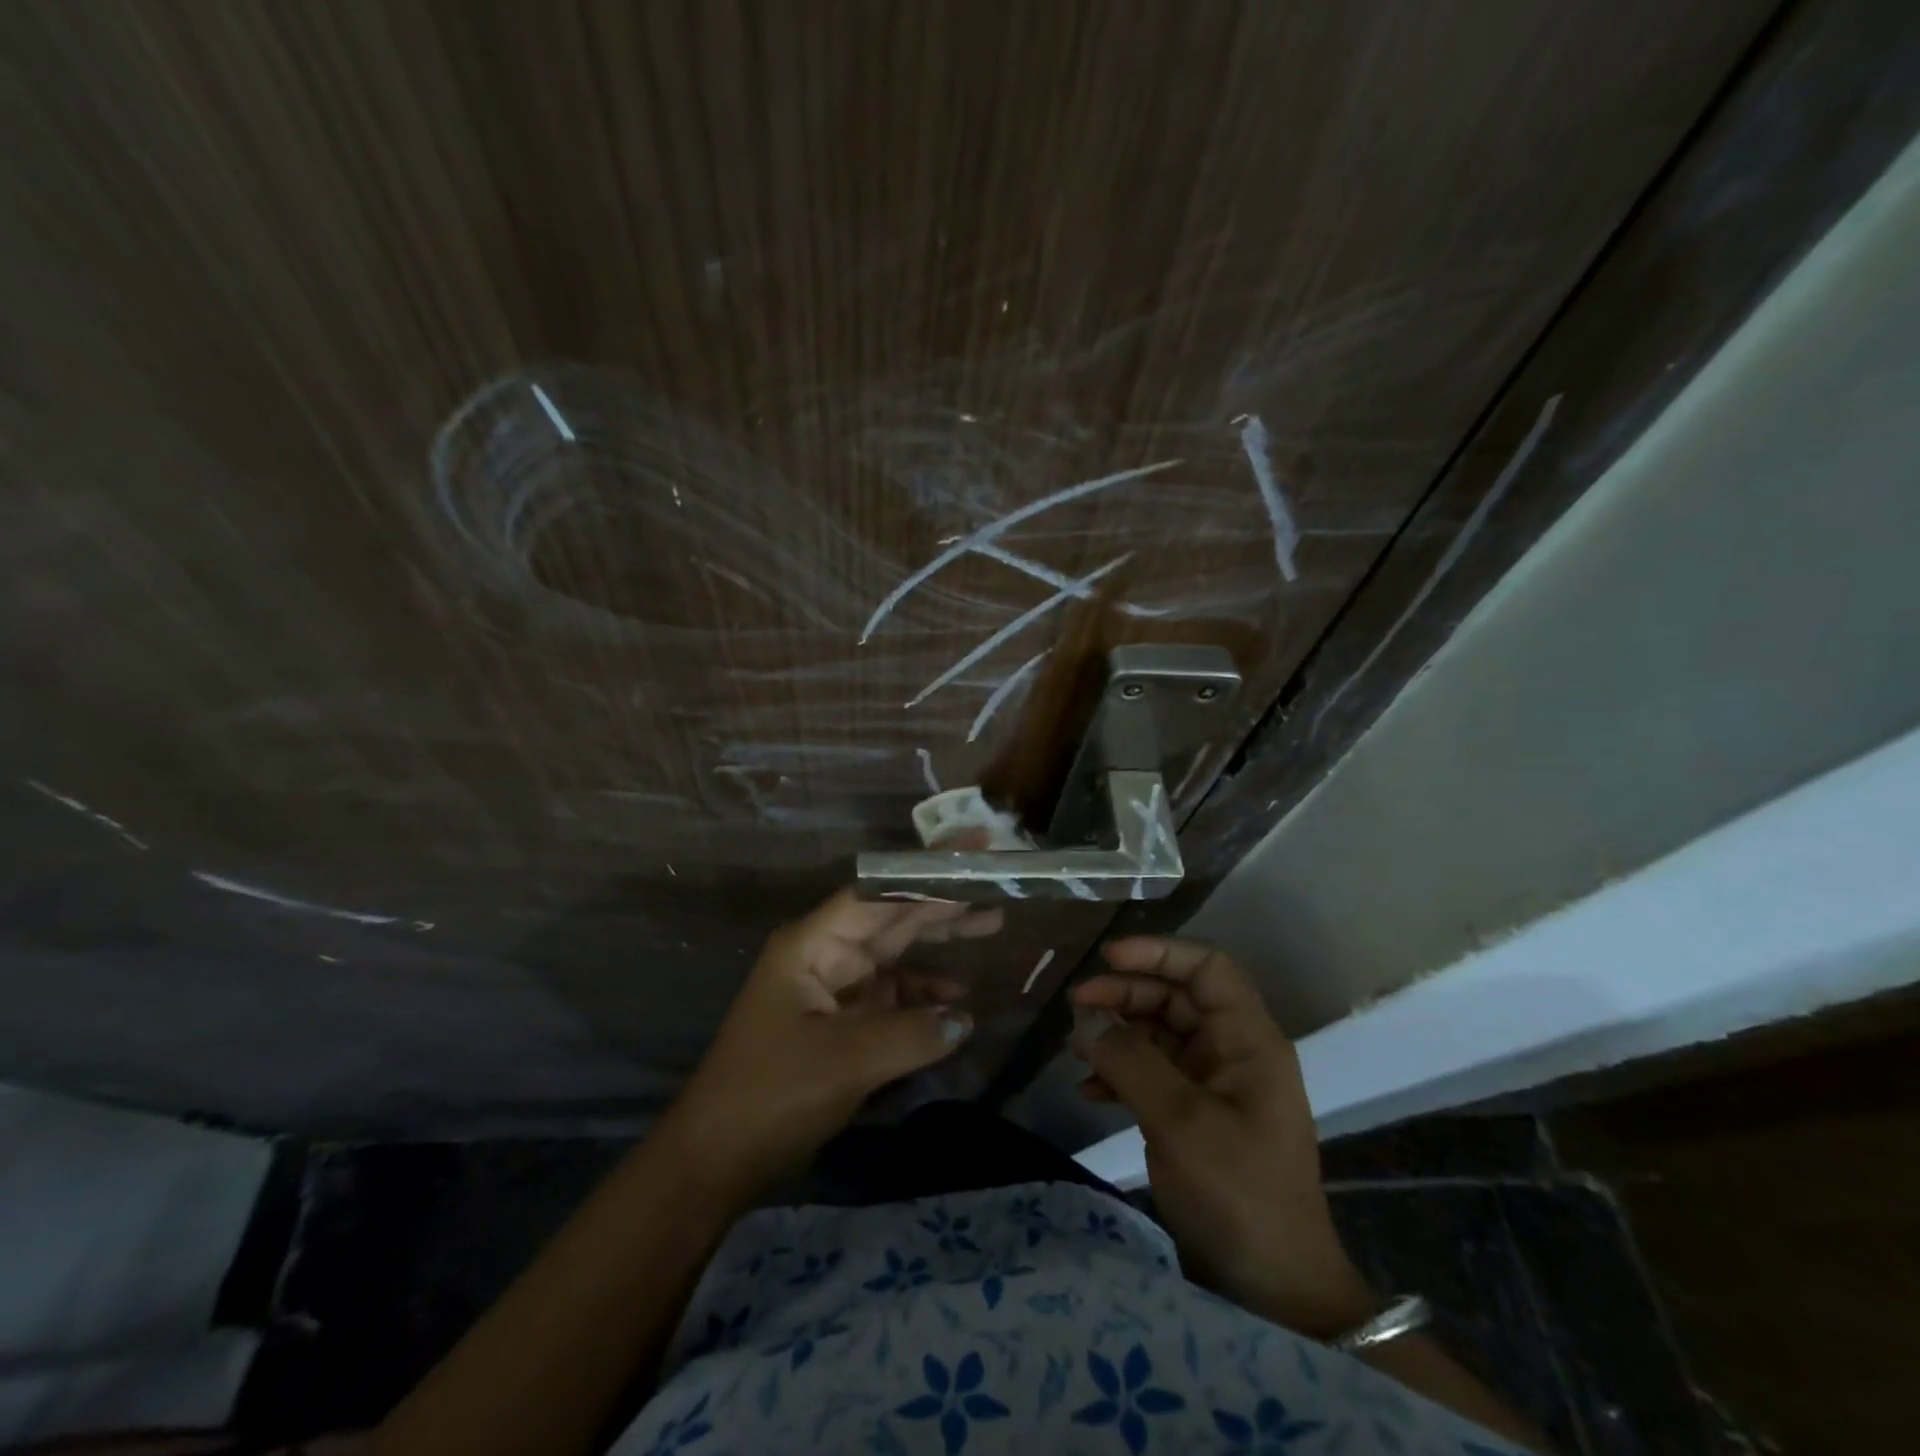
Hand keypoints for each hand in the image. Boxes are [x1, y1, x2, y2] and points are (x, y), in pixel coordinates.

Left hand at [660, 889, 1001, 1190]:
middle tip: (995, 887)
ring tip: (991, 926)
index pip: (877, 893)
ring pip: (896, 955)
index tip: (970, 857)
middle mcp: (825, 956)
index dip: (924, 873)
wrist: (716, 1161)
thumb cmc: (772, 1093)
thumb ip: (912, 1034)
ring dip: (938, 947)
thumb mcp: (846, 1061)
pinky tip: (959, 1003)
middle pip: (891, 919)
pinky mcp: (842, 1024)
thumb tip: (965, 1018)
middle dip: (941, 904)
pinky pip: (892, 998)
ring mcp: (834, 989)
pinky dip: (924, 998)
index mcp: (814, 944)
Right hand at [1072, 937, 1374, 1337]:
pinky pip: (1152, 1075)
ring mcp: (1214, 1085)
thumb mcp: (1180, 1121)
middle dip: (1125, 995)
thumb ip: (1130, 1060)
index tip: (1108, 958)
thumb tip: (1086, 1018)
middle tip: (1076, 1005)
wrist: (1273, 1290)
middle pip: (1176, 998)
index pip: (1207, 968)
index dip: (1159, 952)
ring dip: (1117, 1034)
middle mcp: (1232, 1052)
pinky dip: (1119, 1075)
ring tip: (1074, 1047)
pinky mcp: (1195, 1116)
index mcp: (1248, 1040)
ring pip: (1159, 1034)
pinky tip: (1087, 1091)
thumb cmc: (1238, 1193)